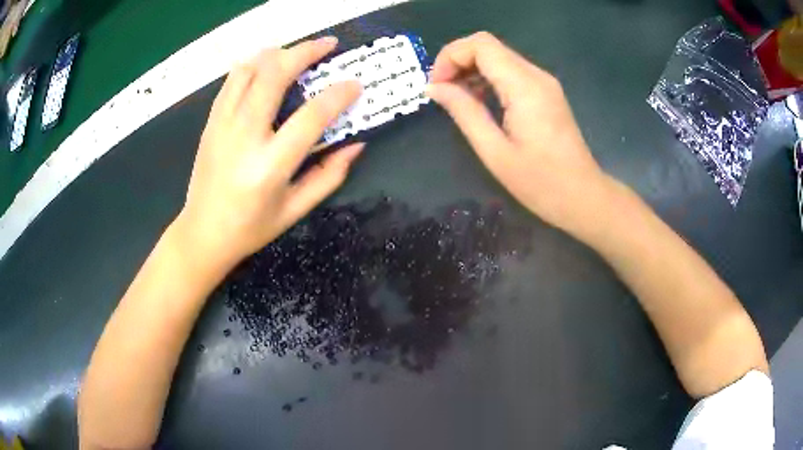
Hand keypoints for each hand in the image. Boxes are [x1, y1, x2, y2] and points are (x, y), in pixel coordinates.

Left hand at [175, 37, 363, 268]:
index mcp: (270, 165)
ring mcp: (222, 125)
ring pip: (249, 69)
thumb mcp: (296, 209)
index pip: (310, 117)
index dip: (338, 95)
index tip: (355, 85)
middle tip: (328, 45)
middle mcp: (244, 137)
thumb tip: (356, 144)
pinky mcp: (211, 122)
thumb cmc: (251, 227)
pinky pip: (232, 80)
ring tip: (297, 53)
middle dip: (305, 52)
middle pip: (274, 75)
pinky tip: (266, 66)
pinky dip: (252, 65)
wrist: (202, 233)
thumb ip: (328, 175)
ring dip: (278, 53)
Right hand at [427, 32, 610, 234]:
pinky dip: (488, 79)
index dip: (451, 56)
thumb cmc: (540, 182)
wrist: (583, 197)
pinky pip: (511, 72)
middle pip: (488, 47)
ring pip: (498, 57)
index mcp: (524, 86)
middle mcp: (536, 75)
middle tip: (441, 92)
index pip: (481, 45)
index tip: (436, 86)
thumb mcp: (494, 151)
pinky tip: (479, 102)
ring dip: (471, 70)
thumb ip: (464, 112)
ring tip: (456, 99)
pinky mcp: (546, 92)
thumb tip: (434, 88)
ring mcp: (544, 83)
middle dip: (457, 62)